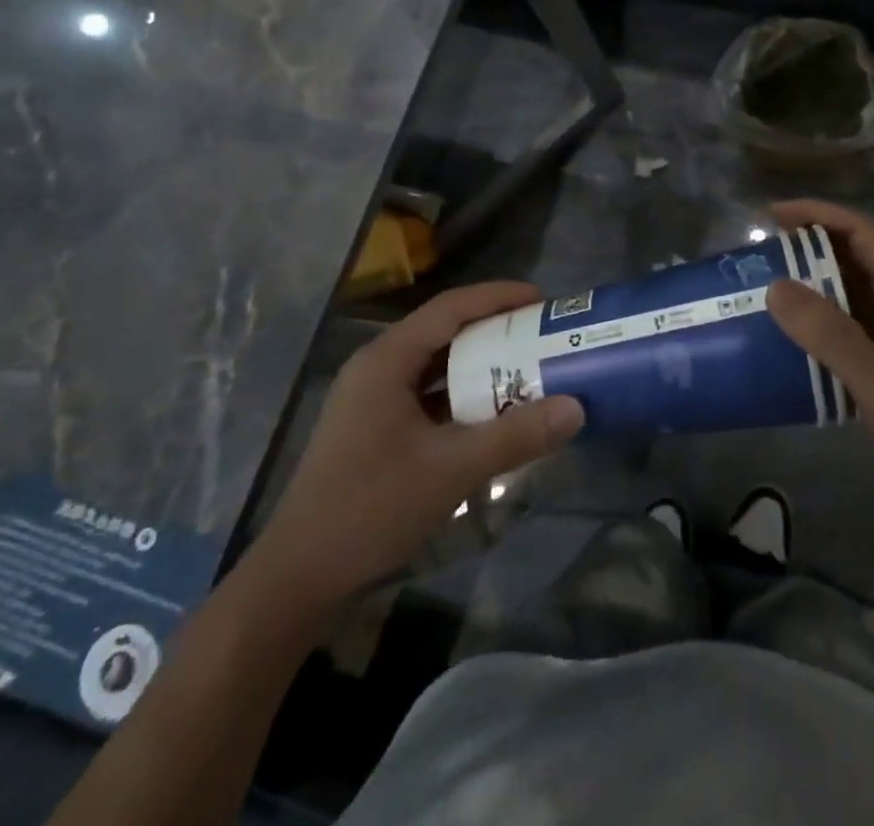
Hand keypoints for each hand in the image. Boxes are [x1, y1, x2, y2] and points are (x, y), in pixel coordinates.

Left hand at [241, 282, 585, 620]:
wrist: (297, 577)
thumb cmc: (369, 509)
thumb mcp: (451, 470)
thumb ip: (515, 437)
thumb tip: (576, 408)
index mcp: (387, 361)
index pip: (450, 308)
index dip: (498, 297)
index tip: (541, 299)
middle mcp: (378, 368)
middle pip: (444, 331)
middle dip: (494, 329)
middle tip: (541, 334)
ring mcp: (372, 399)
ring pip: (435, 364)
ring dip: (479, 363)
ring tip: (526, 365)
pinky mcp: (375, 427)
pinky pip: (427, 394)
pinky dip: (462, 394)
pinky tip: (492, 411)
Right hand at [765, 200, 873, 507]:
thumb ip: (829, 334)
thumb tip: (775, 287)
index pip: (860, 231)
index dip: (817, 214)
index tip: (771, 215)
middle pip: (852, 255)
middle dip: (806, 246)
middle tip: (758, 254)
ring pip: (848, 289)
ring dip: (809, 283)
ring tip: (764, 289)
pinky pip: (847, 323)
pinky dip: (817, 319)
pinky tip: (789, 338)